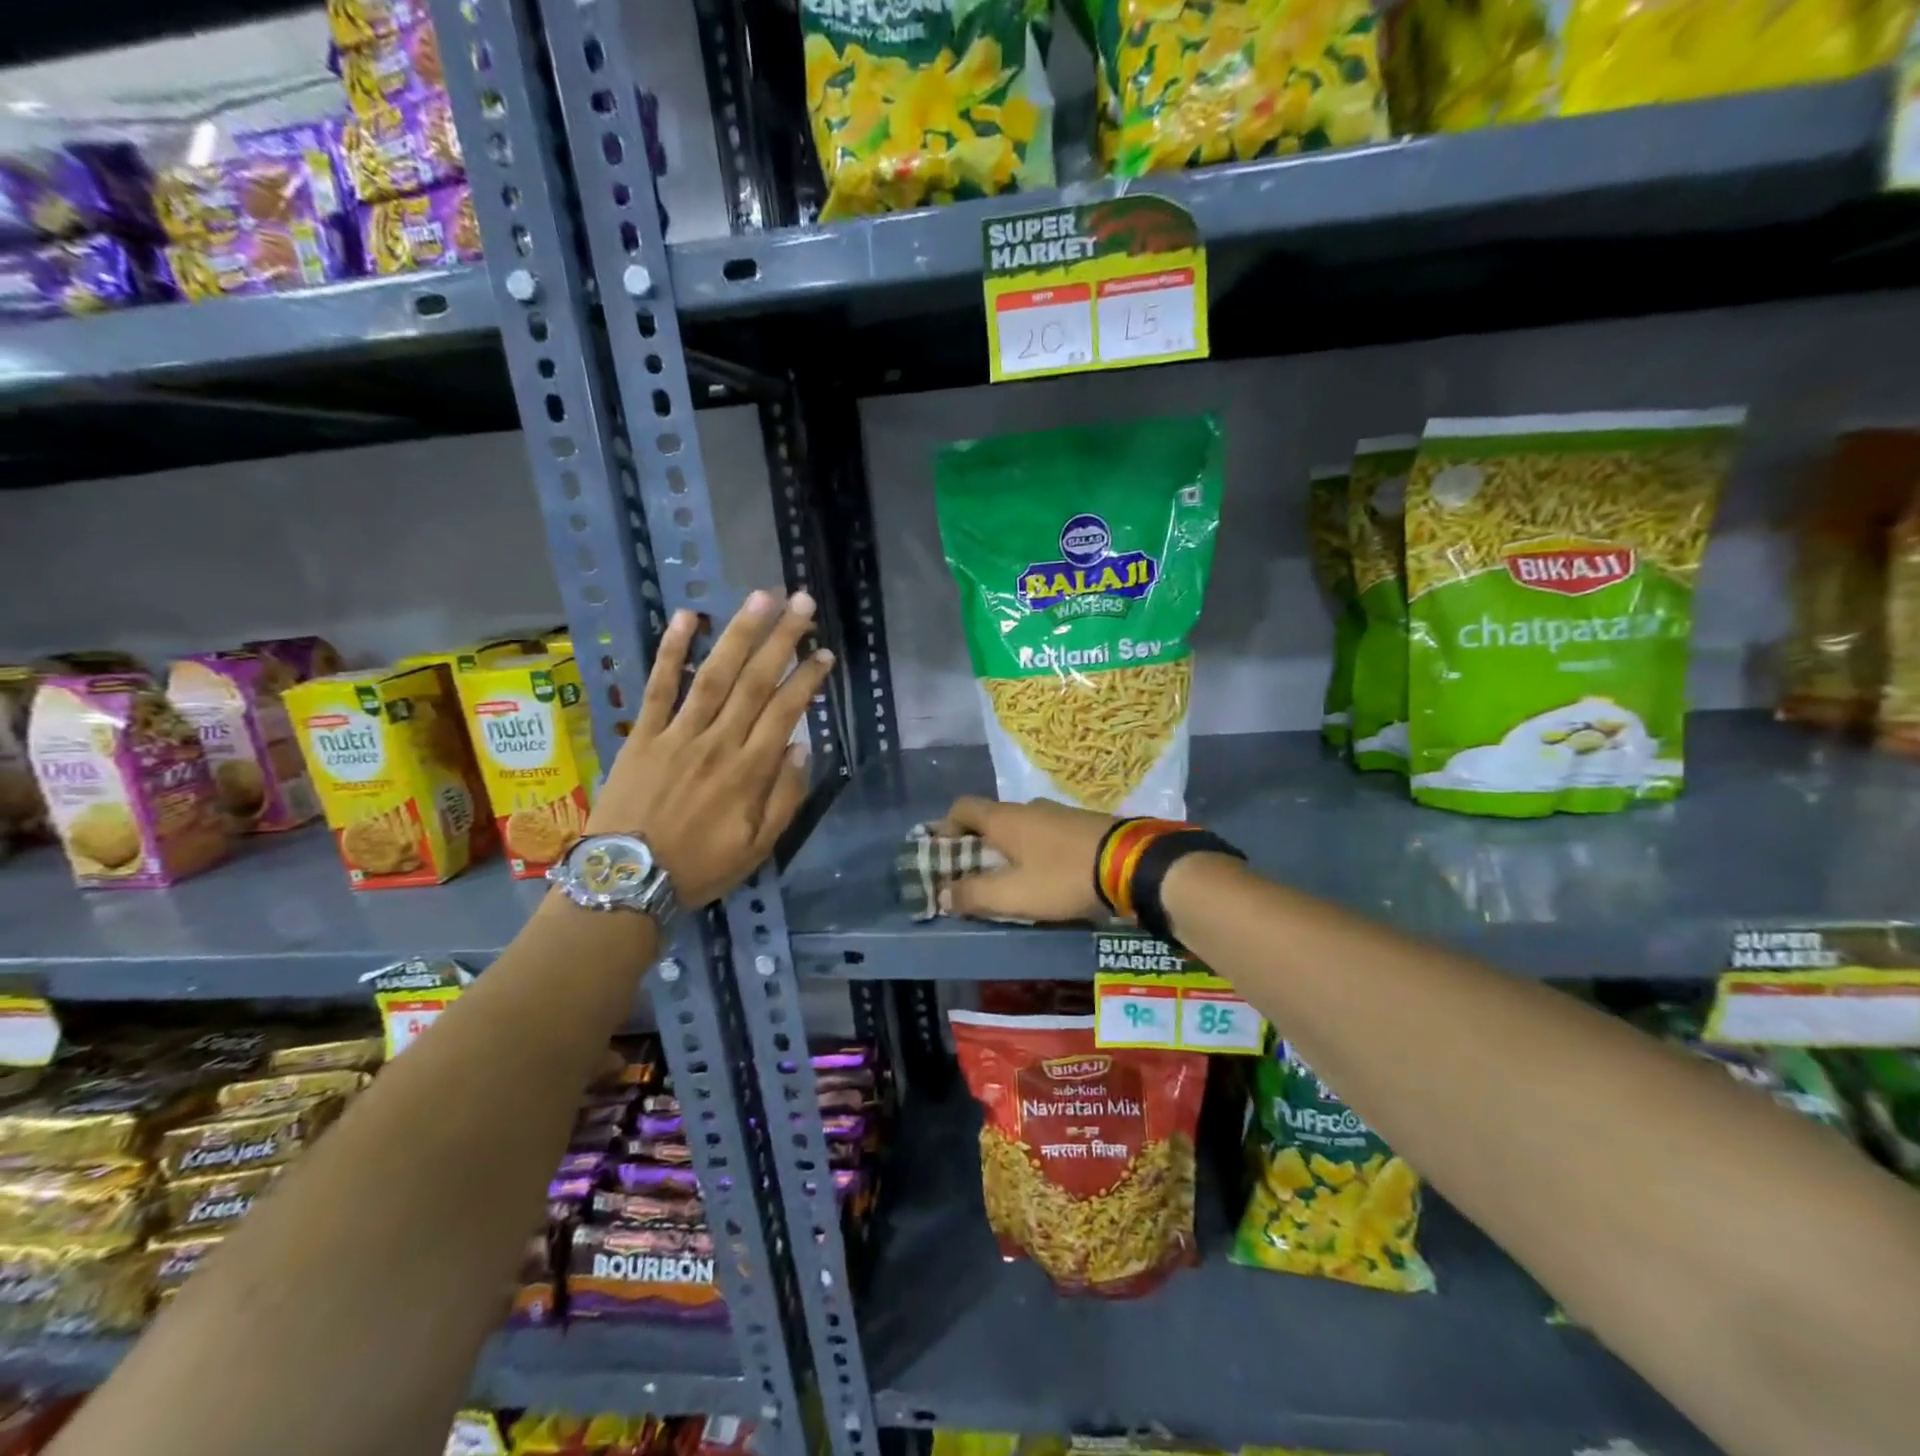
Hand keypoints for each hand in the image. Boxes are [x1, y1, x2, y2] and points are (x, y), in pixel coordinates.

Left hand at [587, 590, 832, 906]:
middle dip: (782, 638)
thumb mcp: (759, 847)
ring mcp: (678, 734)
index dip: (808, 678)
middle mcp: (719, 742)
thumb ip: (785, 797)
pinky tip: (687, 618)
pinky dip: (671, 651)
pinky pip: (659, 686)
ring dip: (740, 633)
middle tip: (802, 602)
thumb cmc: (699, 867)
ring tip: (760, 597)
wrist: (626, 880)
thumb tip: (800, 746)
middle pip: (756, 681)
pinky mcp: (644, 734)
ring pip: (715, 674)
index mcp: (750, 770)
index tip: (824, 653)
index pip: (786, 710)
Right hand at [936, 796, 1114, 922]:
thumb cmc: (1063, 877)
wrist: (1133, 863)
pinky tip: (1047, 875)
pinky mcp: (1084, 824)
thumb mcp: (1013, 895)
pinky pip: (1047, 834)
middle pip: (991, 819)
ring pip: (1021, 828)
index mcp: (1005, 818)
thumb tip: (941, 893)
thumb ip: (974, 894)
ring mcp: (1059, 813)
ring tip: (1011, 880)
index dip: (946, 827)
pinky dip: (1036, 851)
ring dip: (1010, 849)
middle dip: (978, 844)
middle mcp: (1028, 808)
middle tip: (974, 874)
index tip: (941, 852)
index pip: (962, 808)